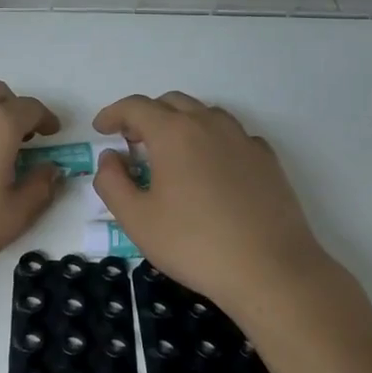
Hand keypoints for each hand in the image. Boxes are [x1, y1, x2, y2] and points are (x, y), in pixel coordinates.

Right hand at [92, 92, 333, 314]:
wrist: (271, 270)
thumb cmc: (194, 244)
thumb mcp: (137, 220)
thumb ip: (112, 182)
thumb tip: (110, 158)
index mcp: (173, 133)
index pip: (135, 106)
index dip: (113, 114)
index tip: (101, 129)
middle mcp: (209, 124)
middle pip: (171, 102)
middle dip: (146, 116)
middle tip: (132, 142)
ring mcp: (243, 139)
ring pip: (204, 114)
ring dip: (180, 123)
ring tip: (170, 154)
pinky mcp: (267, 159)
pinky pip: (231, 135)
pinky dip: (211, 141)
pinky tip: (210, 169)